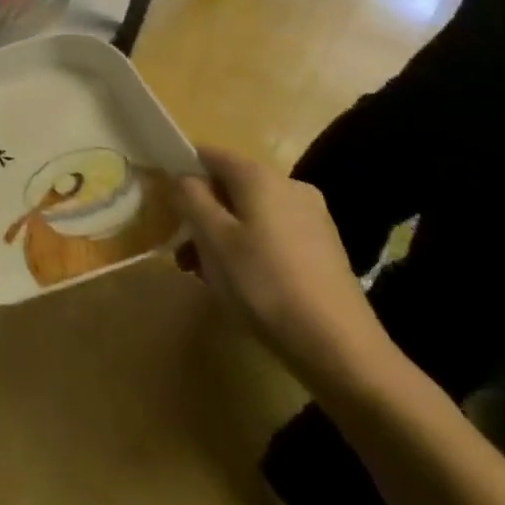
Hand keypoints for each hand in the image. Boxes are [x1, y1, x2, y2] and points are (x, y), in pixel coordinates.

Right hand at [167, 148, 396, 395]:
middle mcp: (289, 187)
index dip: (181, 171)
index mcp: (260, 177)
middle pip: (230, 187)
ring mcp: (312, 218)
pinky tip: (239, 283)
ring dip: (221, 235)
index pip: (208, 154)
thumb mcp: (213, 238)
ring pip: (250, 214)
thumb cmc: (264, 284)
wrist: (341, 349)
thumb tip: (183, 176)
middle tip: (181, 249)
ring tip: (204, 273)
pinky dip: (248, 248)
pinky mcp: (323, 249)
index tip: (164, 201)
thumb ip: (190, 197)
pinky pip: (272, 234)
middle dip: (201, 212)